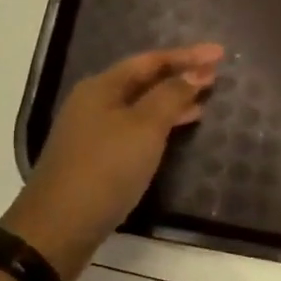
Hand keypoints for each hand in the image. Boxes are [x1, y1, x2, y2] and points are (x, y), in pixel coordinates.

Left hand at [1, 43, 224, 278]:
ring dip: (171, 101)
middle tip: (215, 75)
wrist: (59, 226)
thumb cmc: (106, 169)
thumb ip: (170, 97)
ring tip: (203, 102)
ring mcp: (91, 131)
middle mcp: (93, 102)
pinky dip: (158, 125)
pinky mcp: (95, 157)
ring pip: (139, 106)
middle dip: (179, 76)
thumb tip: (194, 73)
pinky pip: (133, 129)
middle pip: (143, 80)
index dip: (187, 56)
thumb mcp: (144, 128)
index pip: (150, 60)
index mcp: (102, 86)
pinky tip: (176, 133)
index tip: (220, 53)